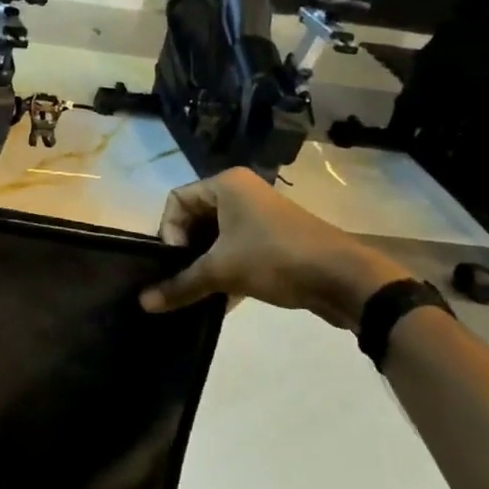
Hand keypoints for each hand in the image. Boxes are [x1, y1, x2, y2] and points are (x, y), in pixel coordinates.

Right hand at [139, 169, 406, 328]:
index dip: (169, 232)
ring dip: (205, 265)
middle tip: (183, 279)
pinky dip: (226, 271)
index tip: (176, 262)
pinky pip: (237, 250)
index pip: (176, 201)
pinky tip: (222, 300)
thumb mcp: (222, 271)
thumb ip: (180, 285)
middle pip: (195, 219)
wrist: (344, 279)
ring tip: (200, 293)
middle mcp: (241, 192)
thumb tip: (143, 304)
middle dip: (186, 252)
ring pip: (216, 238)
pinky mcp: (274, 239)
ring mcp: (260, 215)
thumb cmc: (275, 259)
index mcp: (226, 184)